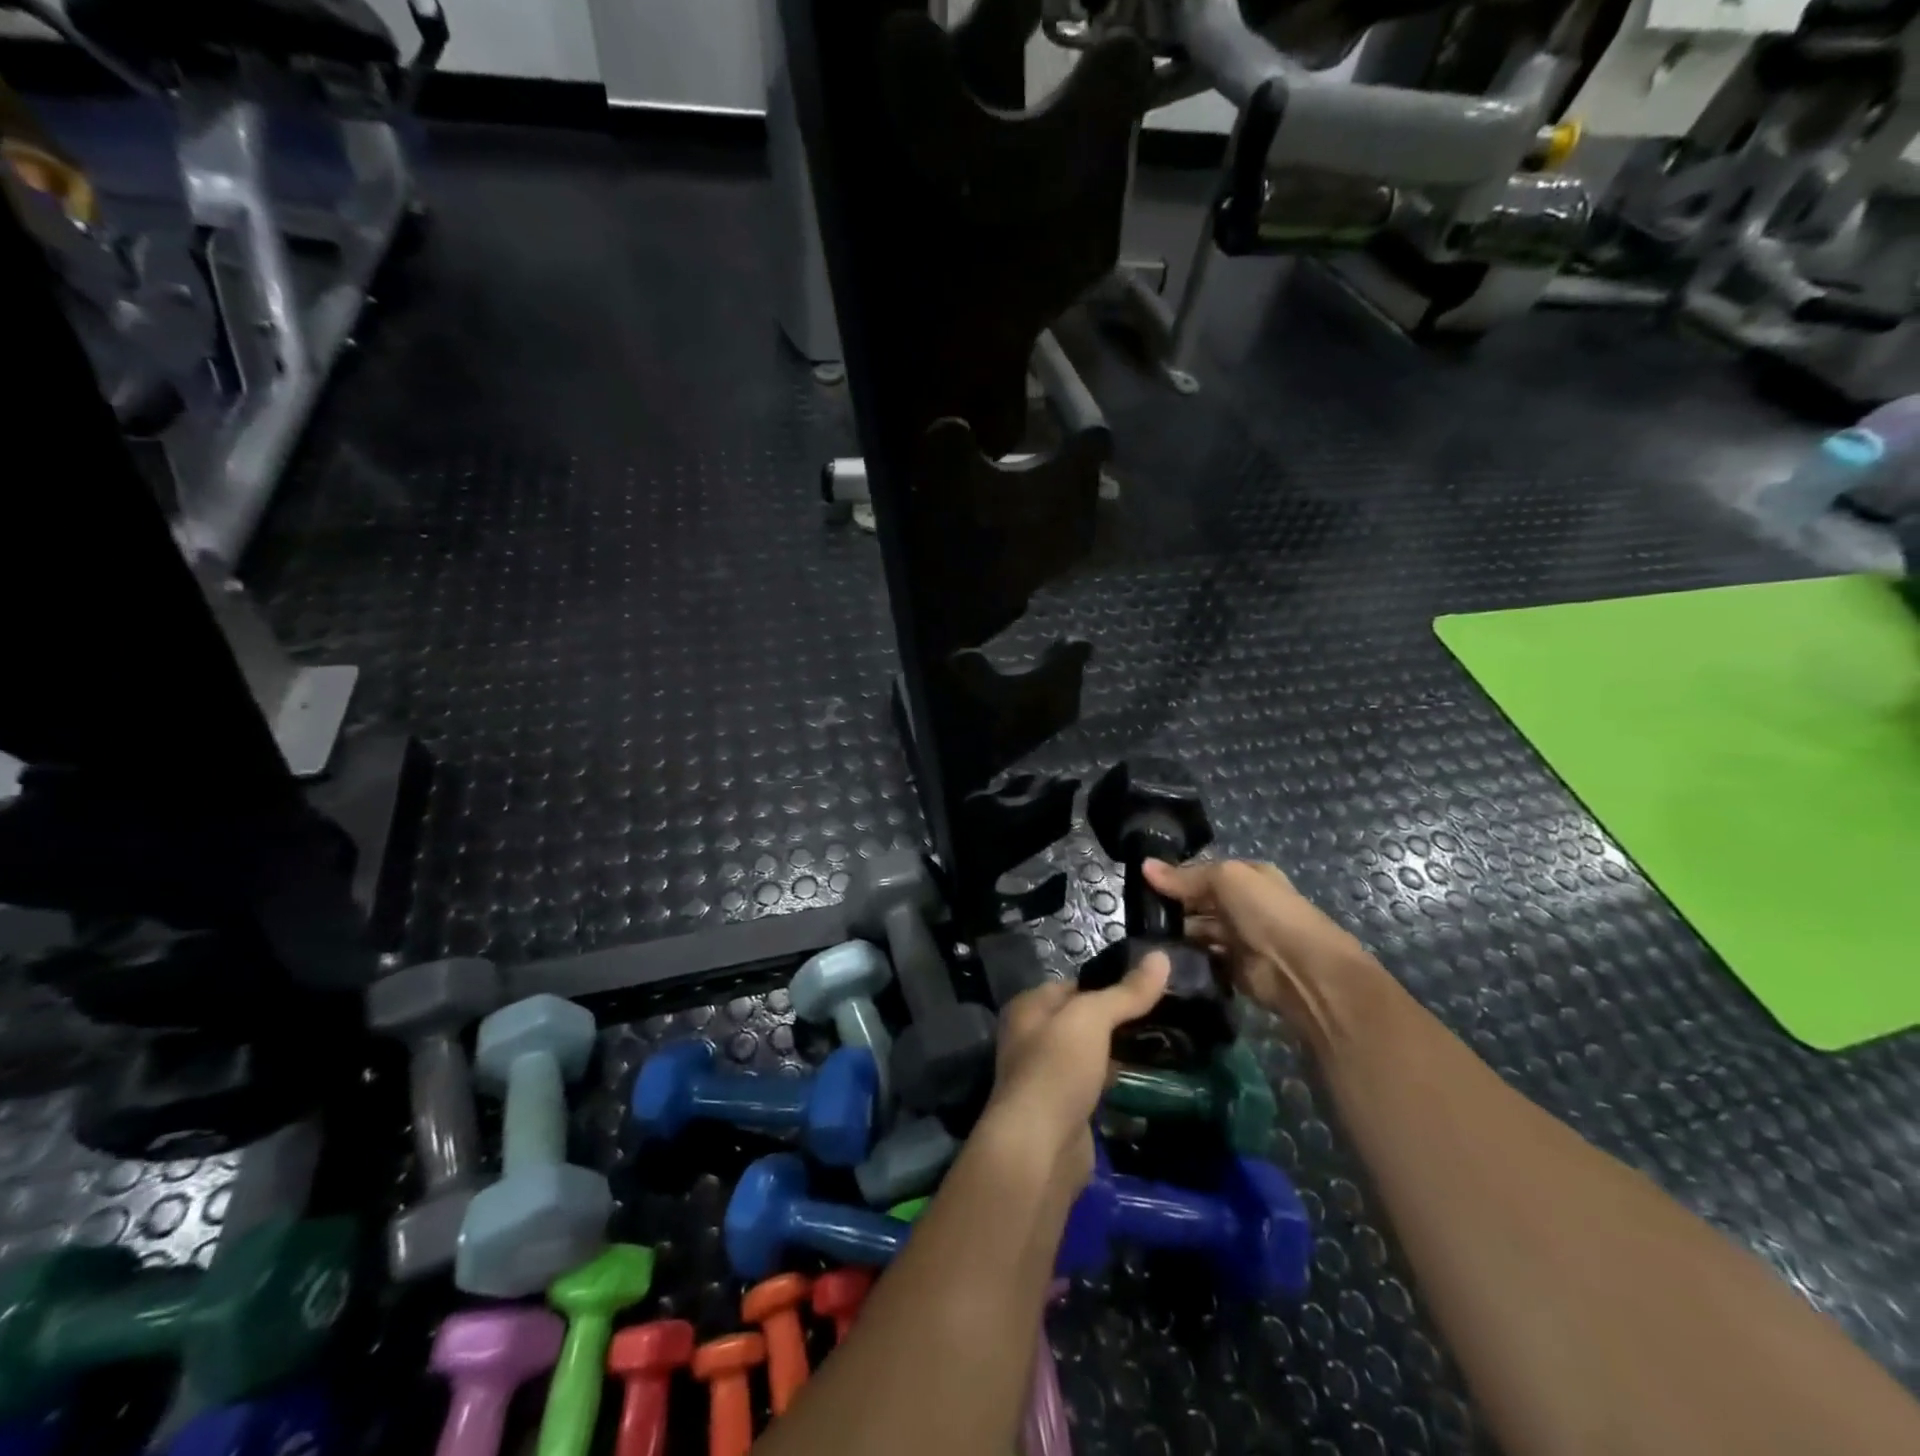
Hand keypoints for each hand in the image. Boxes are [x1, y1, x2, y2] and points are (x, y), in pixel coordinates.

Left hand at [982, 955, 1169, 1188]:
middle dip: (1117, 1021)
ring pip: (1090, 1055)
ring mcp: (1047, 1077)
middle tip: (1165, 1017)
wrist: (1039, 1148)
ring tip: (1164, 1045)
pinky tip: (1146, 1081)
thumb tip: (1162, 956)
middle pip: (1082, 1021)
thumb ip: (1126, 992)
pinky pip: (1095, 1086)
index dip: (1108, 983)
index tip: (1149, 986)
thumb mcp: (1092, 1018)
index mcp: (1028, 1008)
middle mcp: (1031, 1038)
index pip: (1073, 985)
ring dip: (1118, 1053)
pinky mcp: (1064, 1111)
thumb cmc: (1057, 1068)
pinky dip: (1116, 1083)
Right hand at [1142, 857, 1382, 1041]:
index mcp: (1246, 877)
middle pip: (1198, 902)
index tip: (1139, 883)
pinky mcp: (1233, 970)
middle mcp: (1243, 905)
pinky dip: (1185, 959)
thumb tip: (1143, 866)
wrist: (1302, 971)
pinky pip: (1202, 959)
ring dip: (1175, 934)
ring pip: (1197, 931)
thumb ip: (1184, 876)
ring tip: (1140, 936)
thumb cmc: (1266, 913)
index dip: (1173, 876)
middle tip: (1133, 913)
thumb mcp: (1225, 879)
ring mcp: (1238, 938)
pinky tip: (1159, 957)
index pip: (1202, 873)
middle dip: (1171, 906)